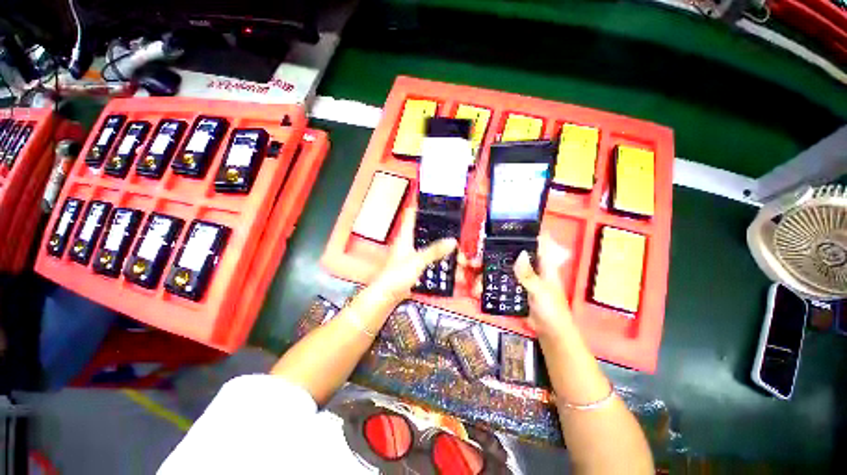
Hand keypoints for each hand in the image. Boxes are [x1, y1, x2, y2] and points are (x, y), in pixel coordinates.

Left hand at [372, 209, 456, 301]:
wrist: (388, 295)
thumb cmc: (396, 276)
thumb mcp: (418, 261)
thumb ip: (435, 250)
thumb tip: (451, 241)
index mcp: (404, 236)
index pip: (411, 214)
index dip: (420, 205)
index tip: (432, 199)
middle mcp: (407, 242)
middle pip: (422, 228)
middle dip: (436, 226)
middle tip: (450, 223)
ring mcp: (410, 253)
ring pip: (426, 242)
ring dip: (438, 242)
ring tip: (452, 242)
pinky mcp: (413, 263)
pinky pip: (427, 255)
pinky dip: (436, 255)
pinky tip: (445, 258)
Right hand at [463, 233, 573, 337]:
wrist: (549, 333)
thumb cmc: (552, 310)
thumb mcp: (541, 292)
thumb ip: (529, 275)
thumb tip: (519, 254)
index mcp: (543, 264)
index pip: (534, 243)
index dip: (521, 235)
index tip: (503, 232)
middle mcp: (530, 267)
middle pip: (510, 256)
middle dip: (493, 256)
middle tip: (476, 260)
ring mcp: (520, 278)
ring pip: (502, 269)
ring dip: (488, 273)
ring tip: (476, 279)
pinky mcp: (514, 289)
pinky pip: (500, 283)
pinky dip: (489, 284)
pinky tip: (479, 289)